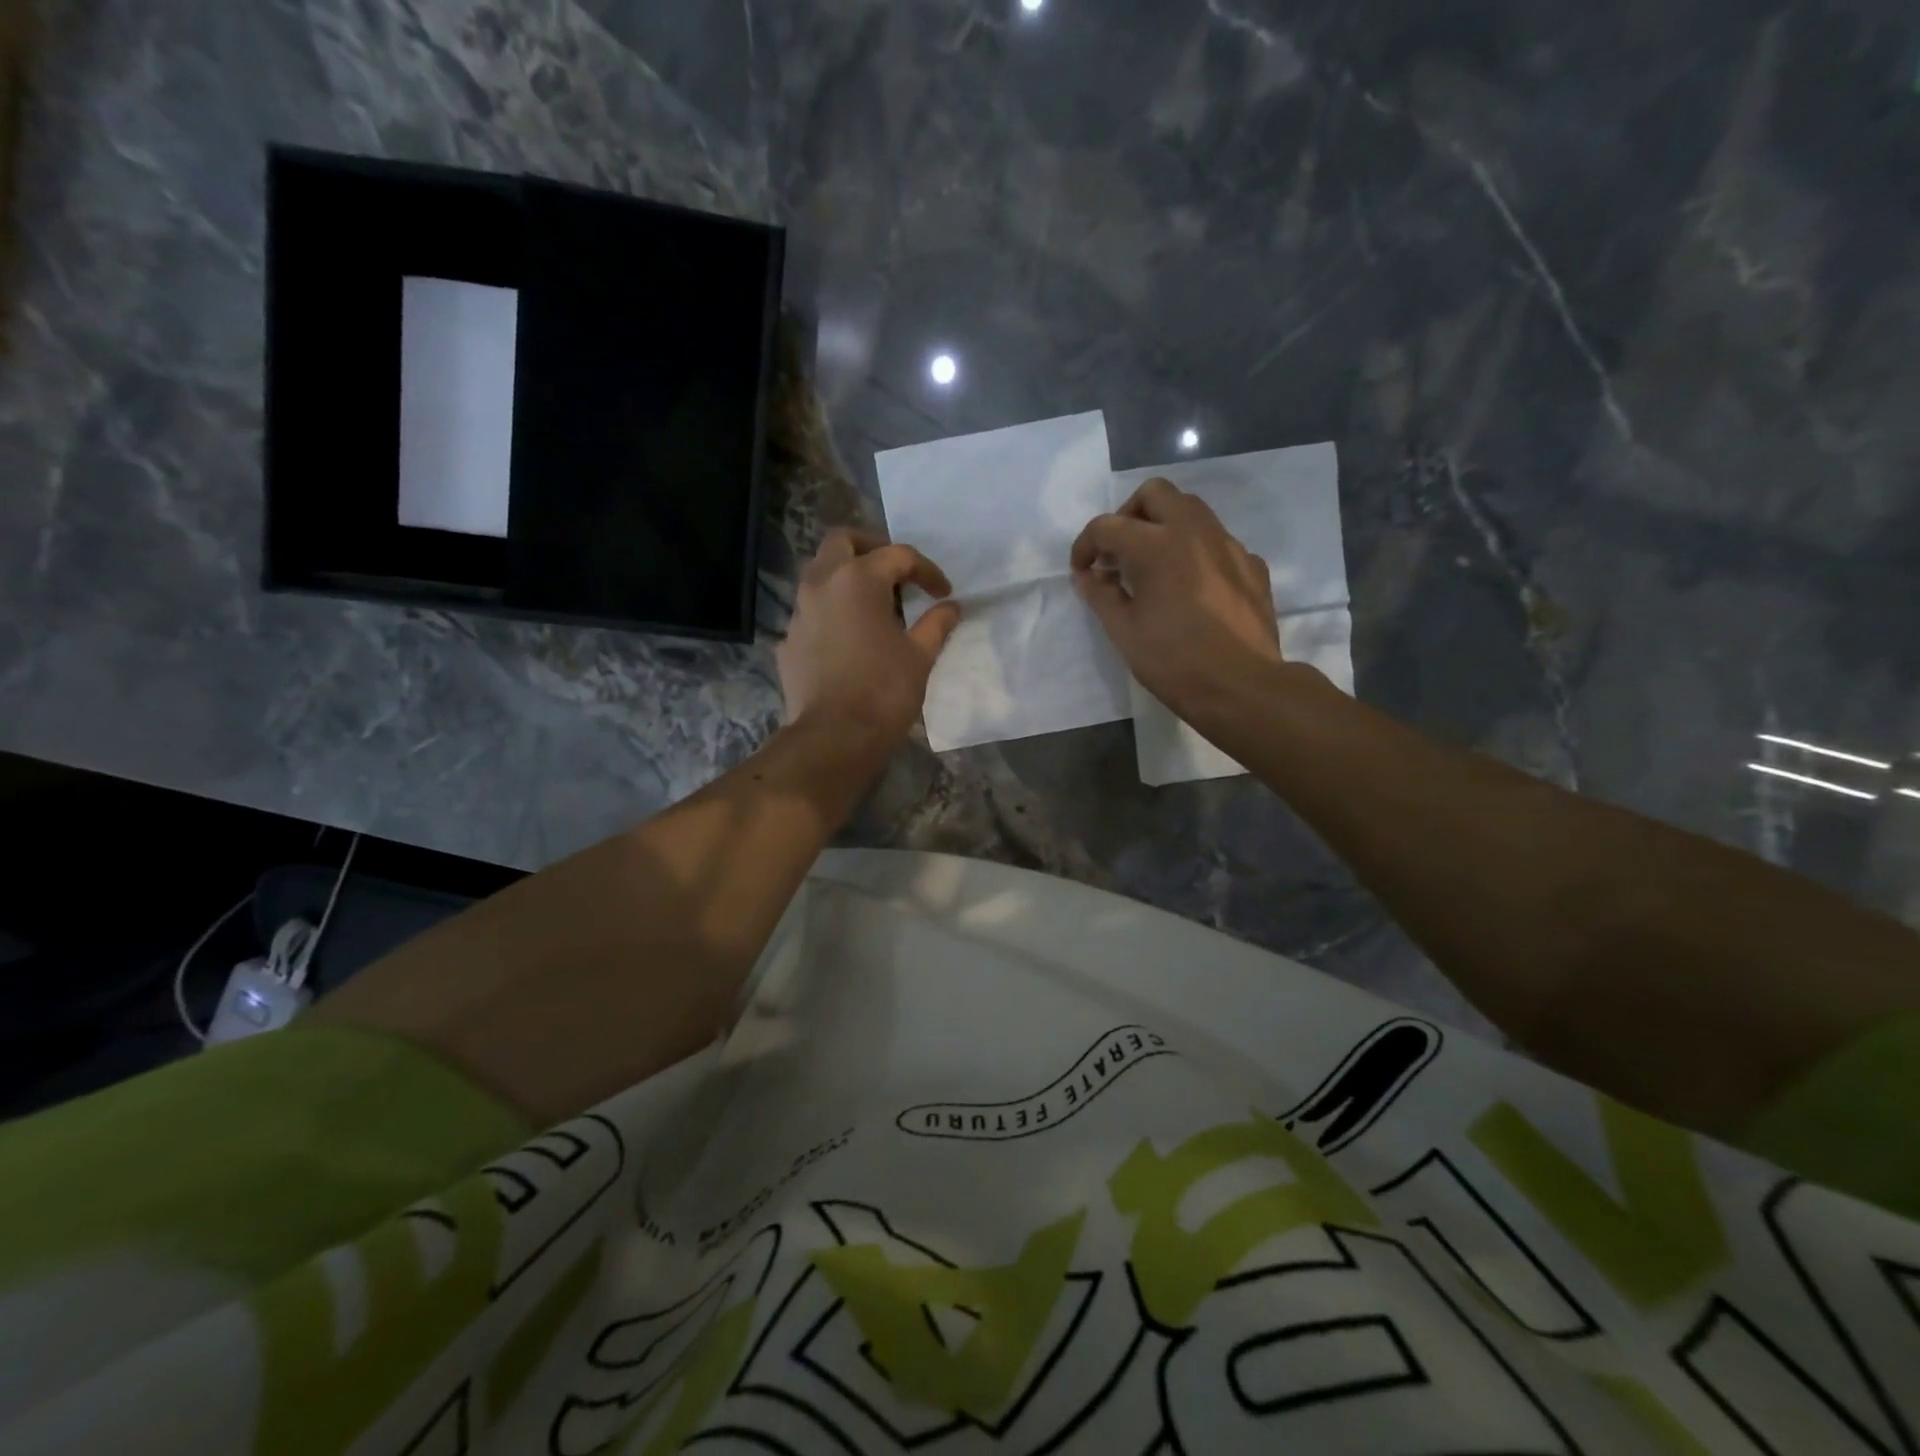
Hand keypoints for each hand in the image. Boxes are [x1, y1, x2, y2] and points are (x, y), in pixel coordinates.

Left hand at [779, 528, 961, 744]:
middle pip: (842, 541)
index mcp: (858, 579)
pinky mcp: (787, 642)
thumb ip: (937, 624)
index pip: (898, 556)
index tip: (943, 593)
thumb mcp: (920, 656)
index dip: (927, 571)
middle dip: (871, 549)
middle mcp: (821, 584)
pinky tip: (848, 641)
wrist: (834, 737)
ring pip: (819, 575)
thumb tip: (951, 607)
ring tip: (873, 606)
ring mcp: (798, 613)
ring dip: (846, 579)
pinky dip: (831, 615)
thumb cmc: (884, 691)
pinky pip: (810, 613)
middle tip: (895, 574)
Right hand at [1071, 477, 1285, 723]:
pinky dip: (1194, 551)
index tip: (1082, 571)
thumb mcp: (1124, 632)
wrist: (1242, 687)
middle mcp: (1194, 531)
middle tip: (1118, 553)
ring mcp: (1228, 545)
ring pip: (1191, 510)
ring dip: (1164, 526)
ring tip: (1152, 566)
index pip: (1108, 526)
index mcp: (1156, 545)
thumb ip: (1101, 596)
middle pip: (1154, 494)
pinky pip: (1216, 541)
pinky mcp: (1250, 565)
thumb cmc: (1174, 661)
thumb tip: (1087, 576)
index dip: (1086, 546)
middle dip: (1128, 516)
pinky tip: (1190, 587)